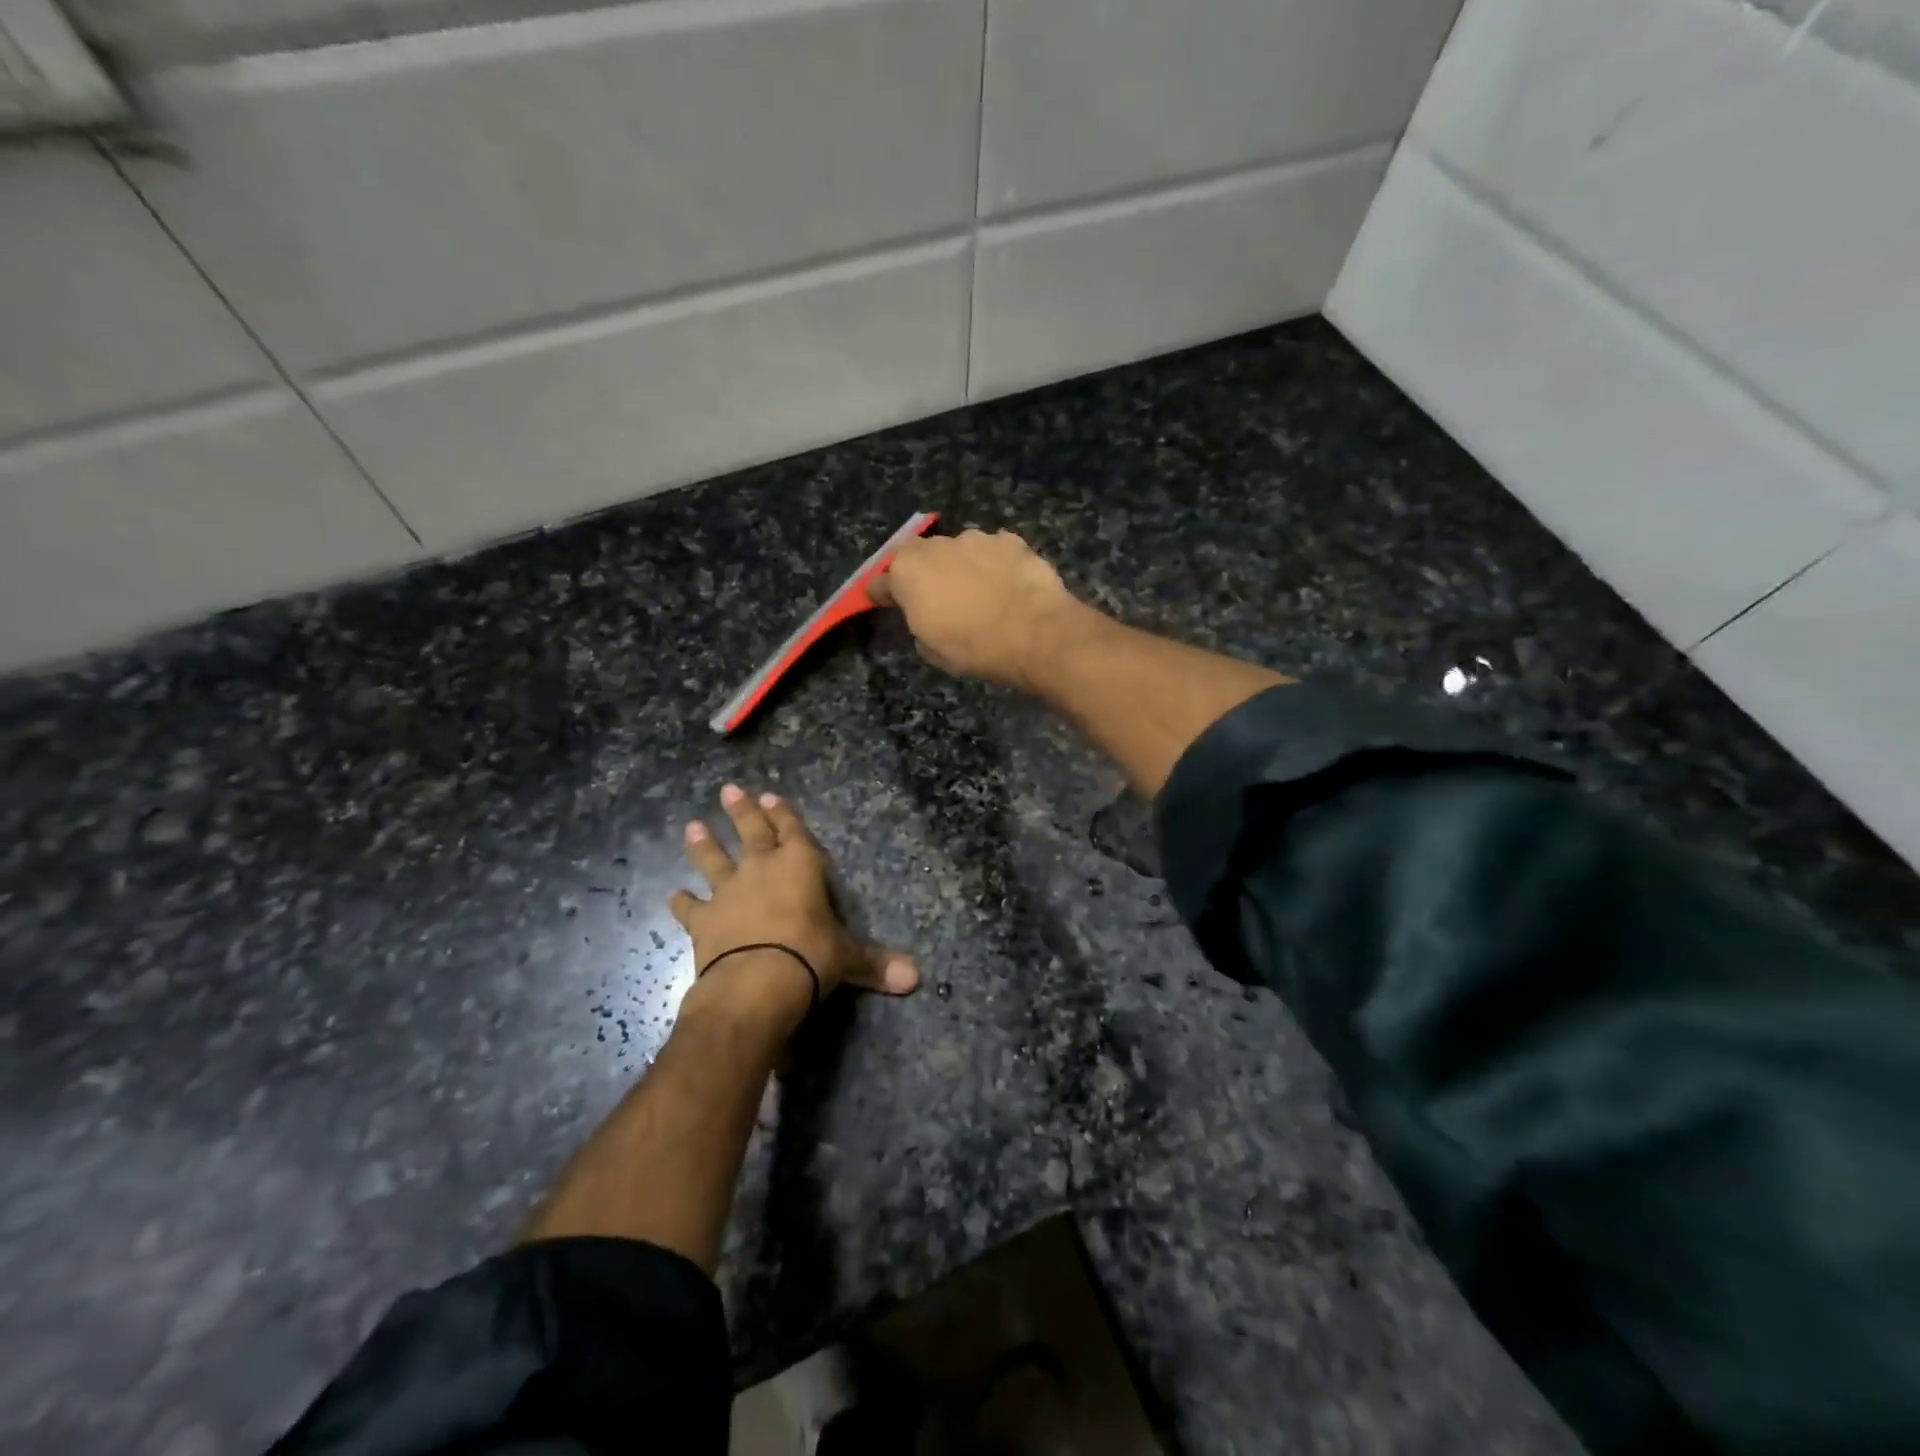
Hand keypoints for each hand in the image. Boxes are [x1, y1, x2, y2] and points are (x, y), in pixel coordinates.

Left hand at [669, 785, 919, 1012]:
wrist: (757, 982)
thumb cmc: (811, 956)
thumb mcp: (848, 959)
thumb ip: (876, 964)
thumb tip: (916, 978)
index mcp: (800, 867)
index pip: (793, 832)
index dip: (783, 814)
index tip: (769, 796)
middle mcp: (762, 870)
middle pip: (751, 833)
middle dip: (742, 812)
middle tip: (729, 790)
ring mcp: (729, 893)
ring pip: (714, 861)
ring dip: (704, 845)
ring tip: (692, 826)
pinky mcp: (704, 921)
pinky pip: (691, 908)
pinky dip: (683, 903)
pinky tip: (674, 896)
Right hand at [868, 529, 1080, 689]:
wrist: (1033, 633)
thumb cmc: (972, 647)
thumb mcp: (931, 650)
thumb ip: (919, 625)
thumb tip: (927, 616)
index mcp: (907, 572)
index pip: (881, 582)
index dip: (882, 593)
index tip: (882, 601)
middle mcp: (936, 546)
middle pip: (920, 557)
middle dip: (924, 574)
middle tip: (937, 598)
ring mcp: (976, 538)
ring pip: (960, 551)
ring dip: (962, 567)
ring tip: (980, 593)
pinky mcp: (1010, 540)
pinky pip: (994, 552)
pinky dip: (996, 565)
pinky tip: (1007, 585)